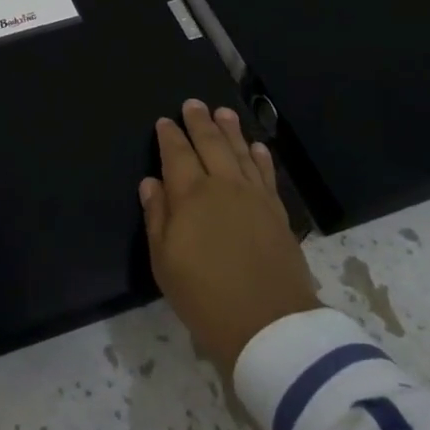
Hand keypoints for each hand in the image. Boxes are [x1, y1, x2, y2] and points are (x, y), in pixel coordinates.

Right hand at [140, 99, 318, 377]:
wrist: (269, 326)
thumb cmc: (205, 297)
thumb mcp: (164, 262)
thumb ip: (157, 217)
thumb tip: (151, 183)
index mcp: (191, 195)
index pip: (177, 154)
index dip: (170, 136)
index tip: (164, 121)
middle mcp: (223, 186)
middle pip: (210, 144)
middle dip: (200, 122)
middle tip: (194, 104)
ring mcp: (254, 197)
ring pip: (240, 153)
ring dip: (230, 130)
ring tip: (223, 112)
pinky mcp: (278, 212)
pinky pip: (266, 174)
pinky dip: (259, 157)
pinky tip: (256, 147)